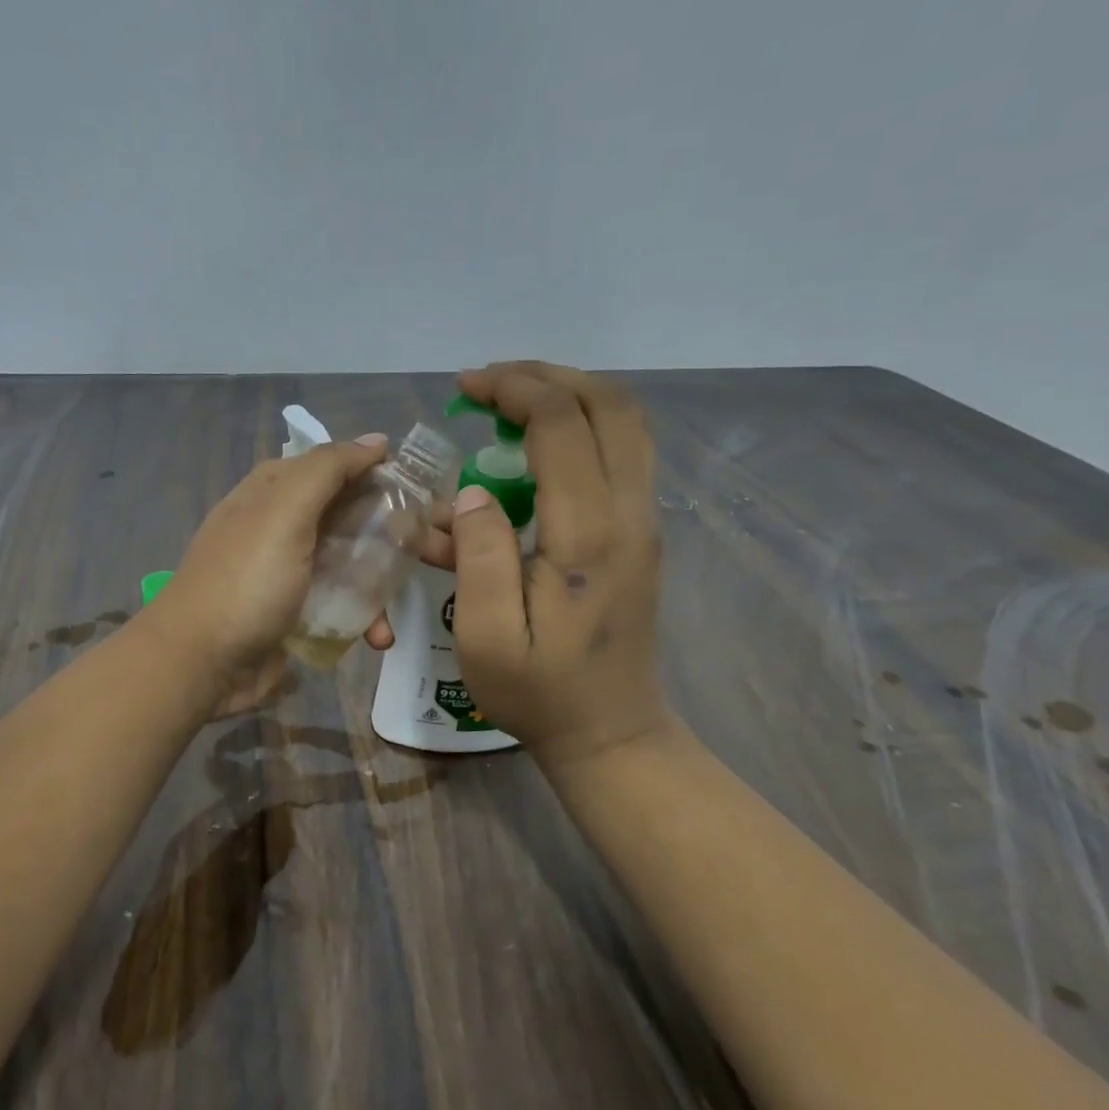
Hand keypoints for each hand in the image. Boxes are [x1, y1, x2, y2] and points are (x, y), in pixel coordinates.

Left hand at [151, 435, 443, 715]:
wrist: (200, 665)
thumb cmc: (245, 582)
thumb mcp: (284, 513)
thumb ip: (327, 470)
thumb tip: (376, 440)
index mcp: (272, 492)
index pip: (330, 465)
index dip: (372, 470)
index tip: (419, 486)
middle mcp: (280, 527)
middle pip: (345, 515)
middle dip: (386, 529)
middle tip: (428, 544)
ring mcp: (288, 574)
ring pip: (347, 564)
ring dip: (378, 582)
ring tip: (403, 598)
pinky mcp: (295, 616)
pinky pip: (339, 608)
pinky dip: (362, 620)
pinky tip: (380, 637)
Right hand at [446, 362, 670, 769]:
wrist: (611, 732)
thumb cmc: (539, 692)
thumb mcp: (486, 638)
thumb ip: (478, 556)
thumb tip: (470, 493)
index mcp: (589, 533)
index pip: (561, 424)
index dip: (512, 390)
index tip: (464, 388)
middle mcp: (630, 512)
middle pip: (608, 404)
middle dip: (545, 377)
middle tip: (489, 385)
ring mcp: (644, 520)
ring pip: (624, 422)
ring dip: (569, 395)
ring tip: (510, 401)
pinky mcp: (641, 532)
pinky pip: (623, 452)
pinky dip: (581, 426)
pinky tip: (535, 444)